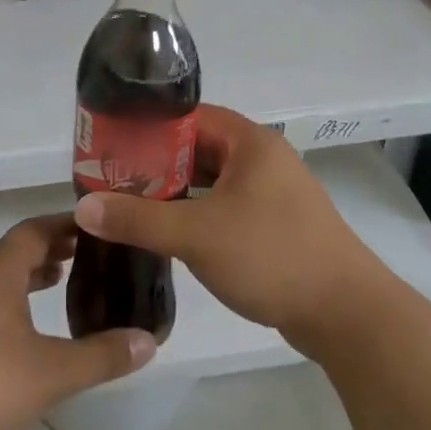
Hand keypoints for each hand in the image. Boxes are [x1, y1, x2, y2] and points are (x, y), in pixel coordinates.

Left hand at [0, 214, 156, 429]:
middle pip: (15, 252)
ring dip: (30, 276)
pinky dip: (13, 303)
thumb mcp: (53, 372)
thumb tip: (149, 341)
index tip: (96, 226)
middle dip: (51, 249)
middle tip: (88, 255)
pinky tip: (26, 333)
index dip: (65, 225)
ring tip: (61, 283)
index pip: (33, 230)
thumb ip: (102, 356)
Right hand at [72, 104, 384, 354]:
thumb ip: (138, 219)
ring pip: (212, 181)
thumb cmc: (271, 257)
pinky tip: (168, 232)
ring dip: (175, 192)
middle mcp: (263, 159)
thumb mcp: (196, 235)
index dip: (149, 126)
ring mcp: (273, 194)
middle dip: (156, 163)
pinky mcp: (275, 225)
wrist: (346, 314)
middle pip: (198, 148)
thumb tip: (84, 207)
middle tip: (113, 178)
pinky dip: (196, 214)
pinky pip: (225, 207)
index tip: (112, 144)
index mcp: (250, 143)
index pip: (190, 116)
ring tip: (130, 204)